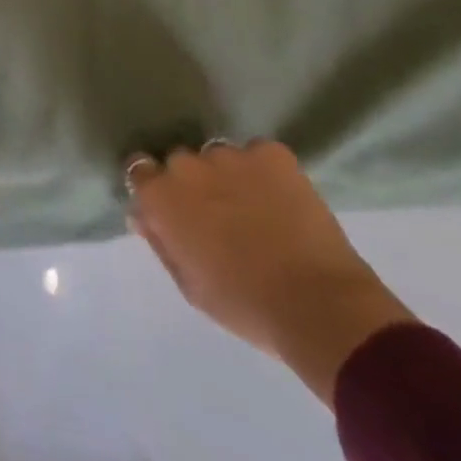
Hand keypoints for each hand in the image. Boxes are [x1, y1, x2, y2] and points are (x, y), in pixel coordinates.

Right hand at [126, 140, 415, 402]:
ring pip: (219, 156)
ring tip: (255, 207)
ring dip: (229, 175)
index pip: (140, 169)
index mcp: (160, 195)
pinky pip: (259, 154)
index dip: (156, 187)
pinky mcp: (271, 153)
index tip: (173, 207)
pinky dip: (265, 171)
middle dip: (194, 182)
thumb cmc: (245, 305)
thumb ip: (160, 242)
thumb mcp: (190, 286)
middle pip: (181, 162)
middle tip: (218, 214)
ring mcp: (230, 154)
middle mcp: (186, 164)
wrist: (320, 307)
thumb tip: (141, 215)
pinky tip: (281, 199)